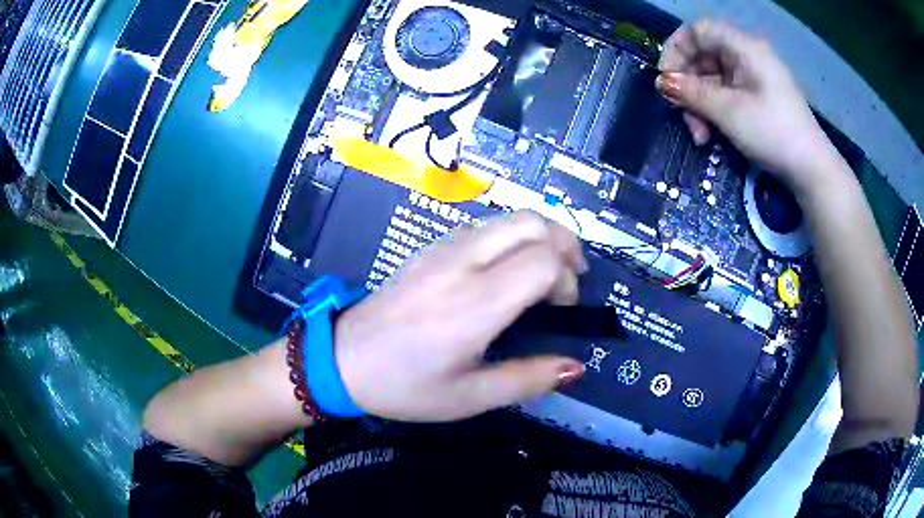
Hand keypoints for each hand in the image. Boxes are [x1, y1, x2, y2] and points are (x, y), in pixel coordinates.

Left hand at [334, 211, 586, 421]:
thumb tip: (575, 367)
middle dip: (565, 244)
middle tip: (570, 280)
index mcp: (474, 304)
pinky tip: (507, 272)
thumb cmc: (404, 386)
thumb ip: (527, 380)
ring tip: (546, 273)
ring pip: (510, 218)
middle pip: (533, 222)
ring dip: (541, 237)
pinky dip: (513, 238)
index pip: (543, 261)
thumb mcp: (469, 397)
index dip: (566, 281)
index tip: (562, 310)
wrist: (342, 359)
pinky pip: (487, 226)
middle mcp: (461, 263)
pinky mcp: (431, 246)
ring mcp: (443, 247)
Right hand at [655, 20, 833, 189]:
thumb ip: (692, 93)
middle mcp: (747, 56)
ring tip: (700, 136)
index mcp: (744, 48)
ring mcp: (753, 77)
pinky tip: (712, 135)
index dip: (677, 48)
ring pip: (712, 79)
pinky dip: (715, 111)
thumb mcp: (728, 112)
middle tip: (681, 115)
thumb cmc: (773, 133)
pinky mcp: (757, 97)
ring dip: (700, 105)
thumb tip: (661, 83)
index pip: (699, 31)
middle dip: (689, 86)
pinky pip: (726, 94)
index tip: (666, 78)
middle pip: (704, 57)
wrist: (812, 170)